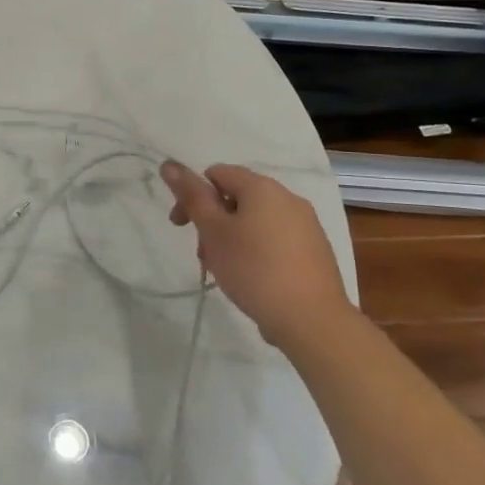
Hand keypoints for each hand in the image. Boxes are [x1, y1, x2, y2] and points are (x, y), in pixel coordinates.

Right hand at [159, 160, 350, 343]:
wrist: (312, 320)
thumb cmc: (254, 269)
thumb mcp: (213, 231)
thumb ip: (191, 196)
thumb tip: (169, 164)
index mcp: (262, 188)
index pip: (217, 173)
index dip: (193, 196)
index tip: (182, 227)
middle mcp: (288, 198)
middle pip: (236, 198)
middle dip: (213, 222)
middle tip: (204, 255)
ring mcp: (306, 224)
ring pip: (256, 221)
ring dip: (233, 238)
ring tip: (226, 271)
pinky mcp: (316, 250)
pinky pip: (276, 239)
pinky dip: (257, 250)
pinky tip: (253, 278)